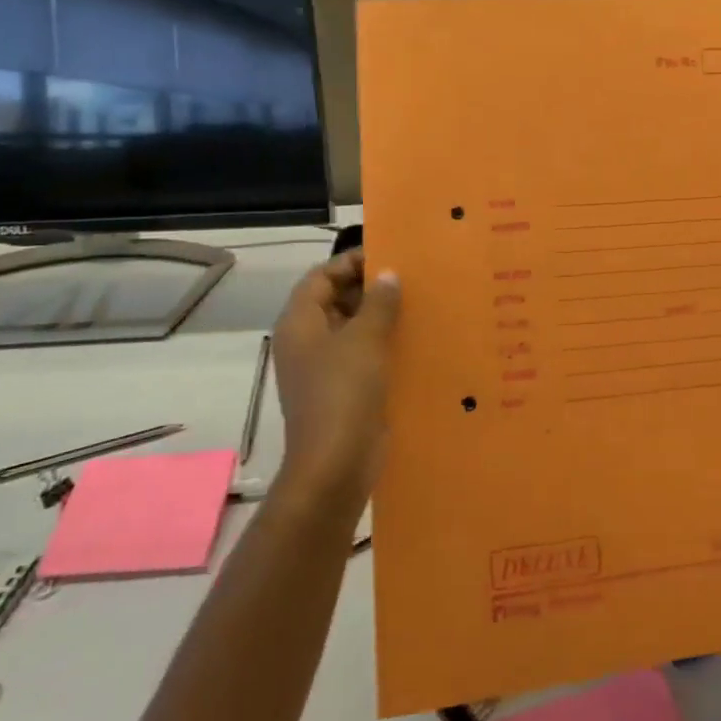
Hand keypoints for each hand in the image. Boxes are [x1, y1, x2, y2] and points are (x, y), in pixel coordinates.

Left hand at [271, 250, 400, 503]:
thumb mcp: (364, 340)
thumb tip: (388, 275)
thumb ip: (378, 303)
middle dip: (370, 288)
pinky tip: (417, 340)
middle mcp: (307, 342)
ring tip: (420, 303)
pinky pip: (364, 355)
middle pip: (335, 300)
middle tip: (411, 277)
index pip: (321, 277)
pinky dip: (385, 344)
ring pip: (353, 329)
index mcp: (300, 323)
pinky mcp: (344, 390)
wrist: (336, 465)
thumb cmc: (344, 393)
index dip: (351, 262)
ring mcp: (324, 368)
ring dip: (381, 316)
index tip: (390, 255)